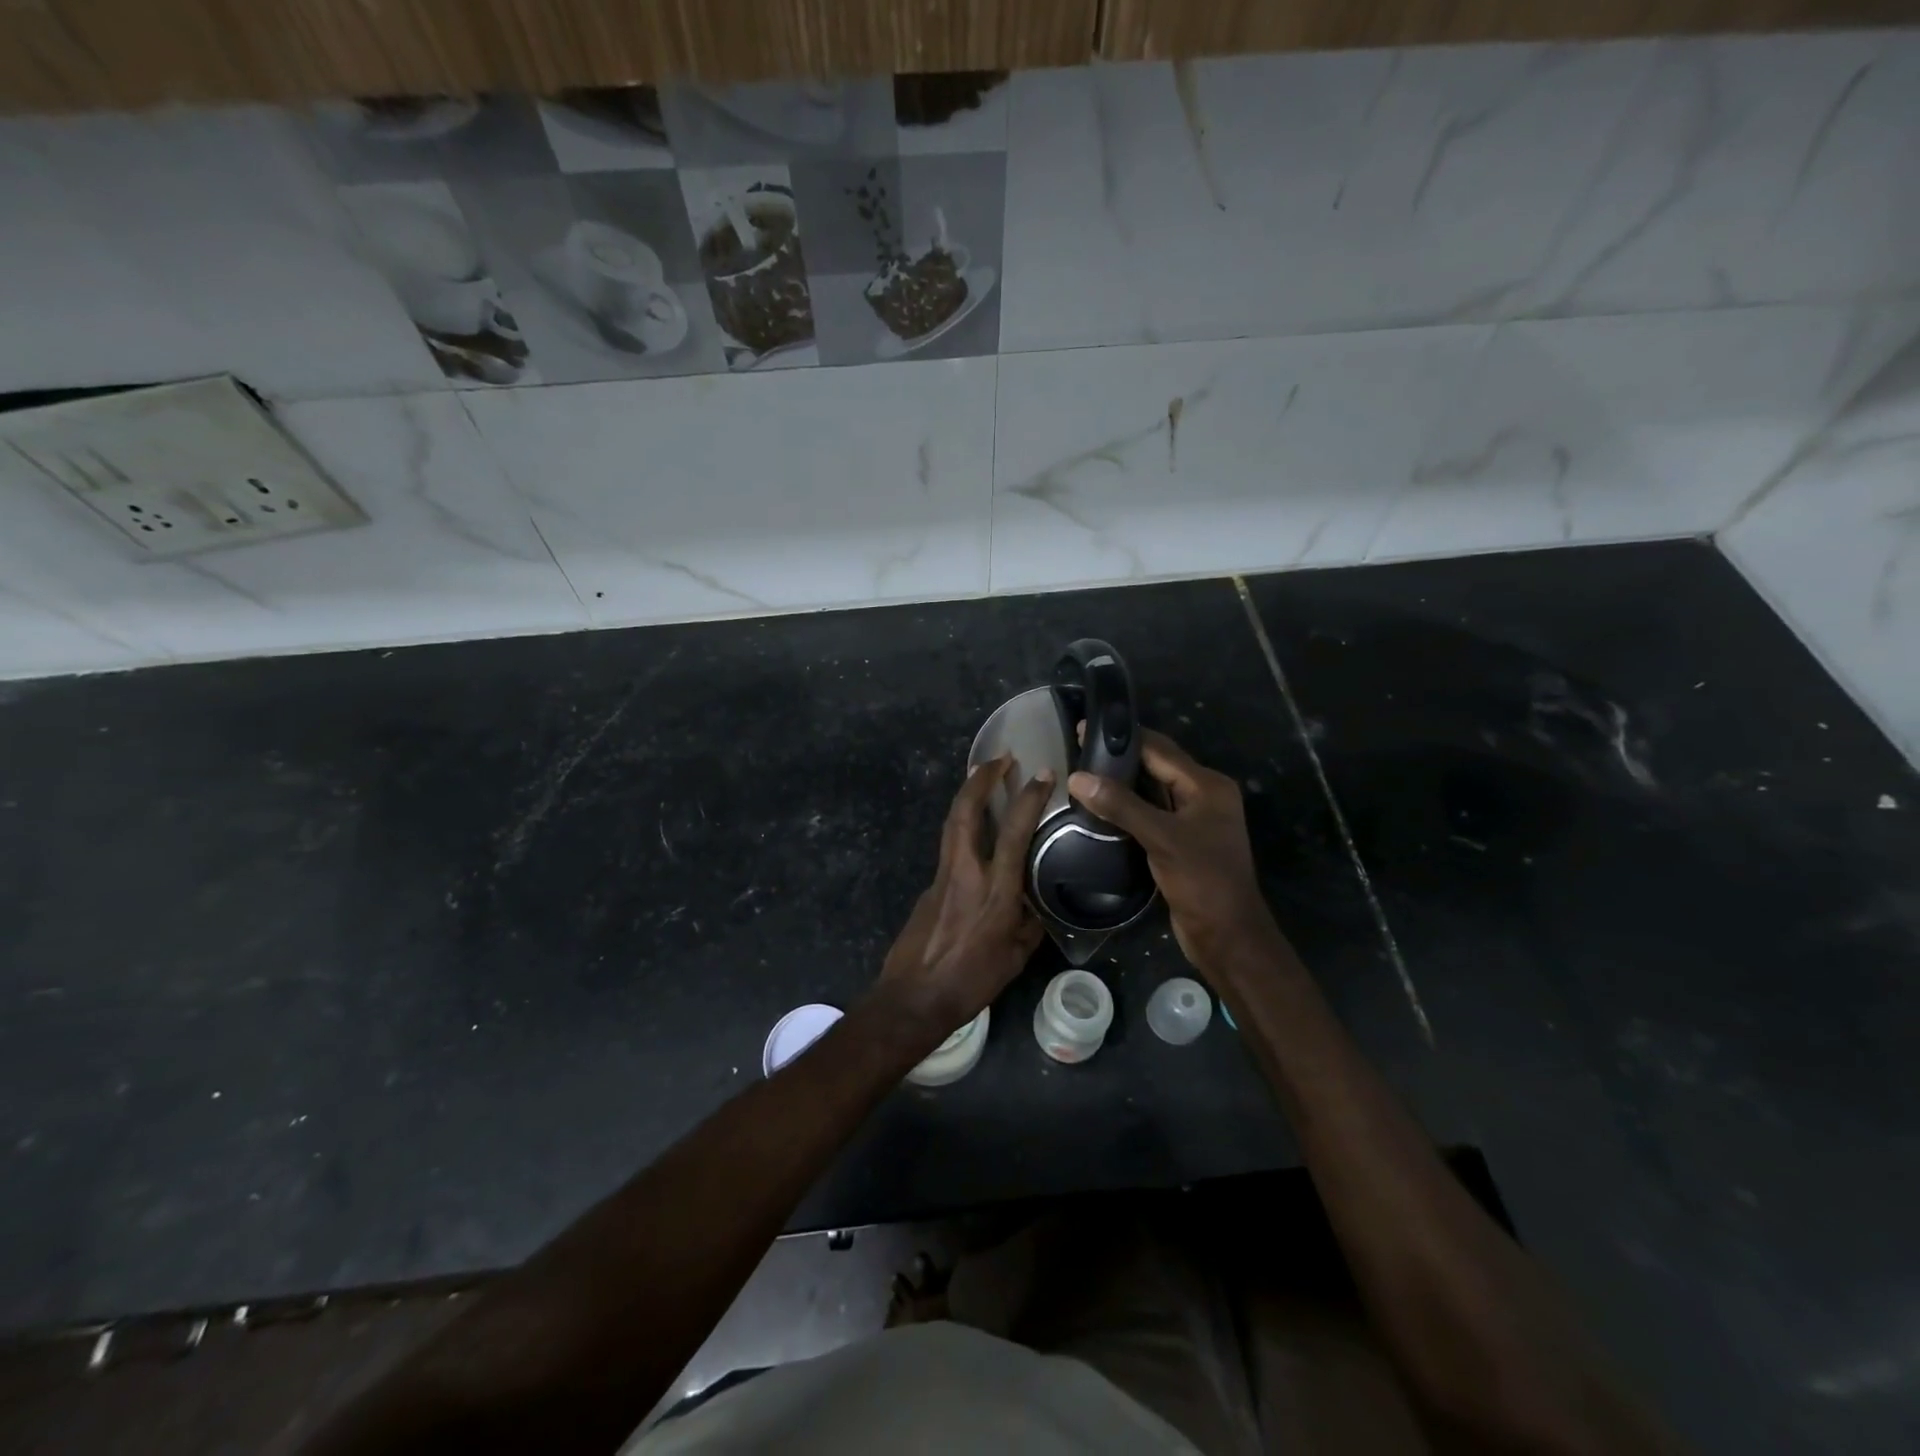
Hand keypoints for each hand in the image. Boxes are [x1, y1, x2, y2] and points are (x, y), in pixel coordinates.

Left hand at [873, 755, 1053, 1044]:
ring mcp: (942, 875)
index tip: (1042, 773)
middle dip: (981, 779)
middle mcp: (966, 872)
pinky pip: (949, 845)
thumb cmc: (972, 981)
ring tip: (984, 779)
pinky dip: (962, 825)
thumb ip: (1029, 924)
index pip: (1014, 832)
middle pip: (966, 811)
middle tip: (999, 758)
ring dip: (968, 795)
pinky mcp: (929, 885)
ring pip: (952, 822)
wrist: (914, 997)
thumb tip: (1036, 906)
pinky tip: (975, 831)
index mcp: (995, 890)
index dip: (1028, 798)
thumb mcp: (1017, 957)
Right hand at [1067, 730, 1279, 980]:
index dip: (1123, 738)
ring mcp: (1193, 820)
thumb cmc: (1202, 880)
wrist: (1226, 935)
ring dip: (1122, 783)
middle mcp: (1203, 796)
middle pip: (1156, 766)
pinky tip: (1099, 807)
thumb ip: (1121, 805)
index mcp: (1207, 786)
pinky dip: (1127, 807)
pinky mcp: (1181, 842)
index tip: (1085, 728)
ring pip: (1152, 791)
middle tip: (1078, 749)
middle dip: (1120, 758)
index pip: (1160, 749)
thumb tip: (1077, 777)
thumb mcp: (1161, 837)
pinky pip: (1150, 814)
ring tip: (1082, 773)